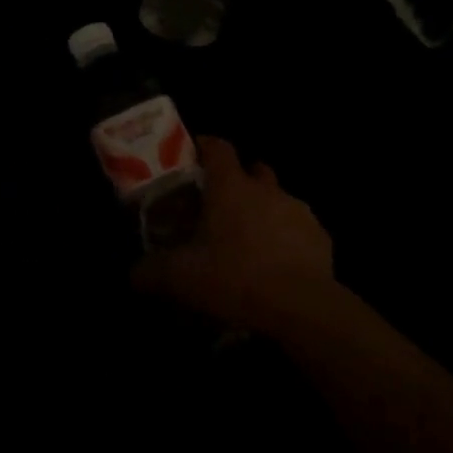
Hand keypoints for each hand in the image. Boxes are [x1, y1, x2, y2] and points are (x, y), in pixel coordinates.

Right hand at [131, 137, 335, 338]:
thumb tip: (132, 274)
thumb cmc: (235, 278)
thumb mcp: (181, 278)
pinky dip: (286, 240)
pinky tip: (276, 266)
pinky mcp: (320, 238)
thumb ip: (151, 272)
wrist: (301, 306)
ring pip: (278, 200)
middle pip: (254, 170)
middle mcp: (267, 190)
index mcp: (231, 187)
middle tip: (220, 203)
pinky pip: (298, 230)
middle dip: (239, 179)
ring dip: (263, 211)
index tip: (193, 154)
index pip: (218, 148)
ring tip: (249, 240)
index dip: (204, 146)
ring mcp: (298, 212)